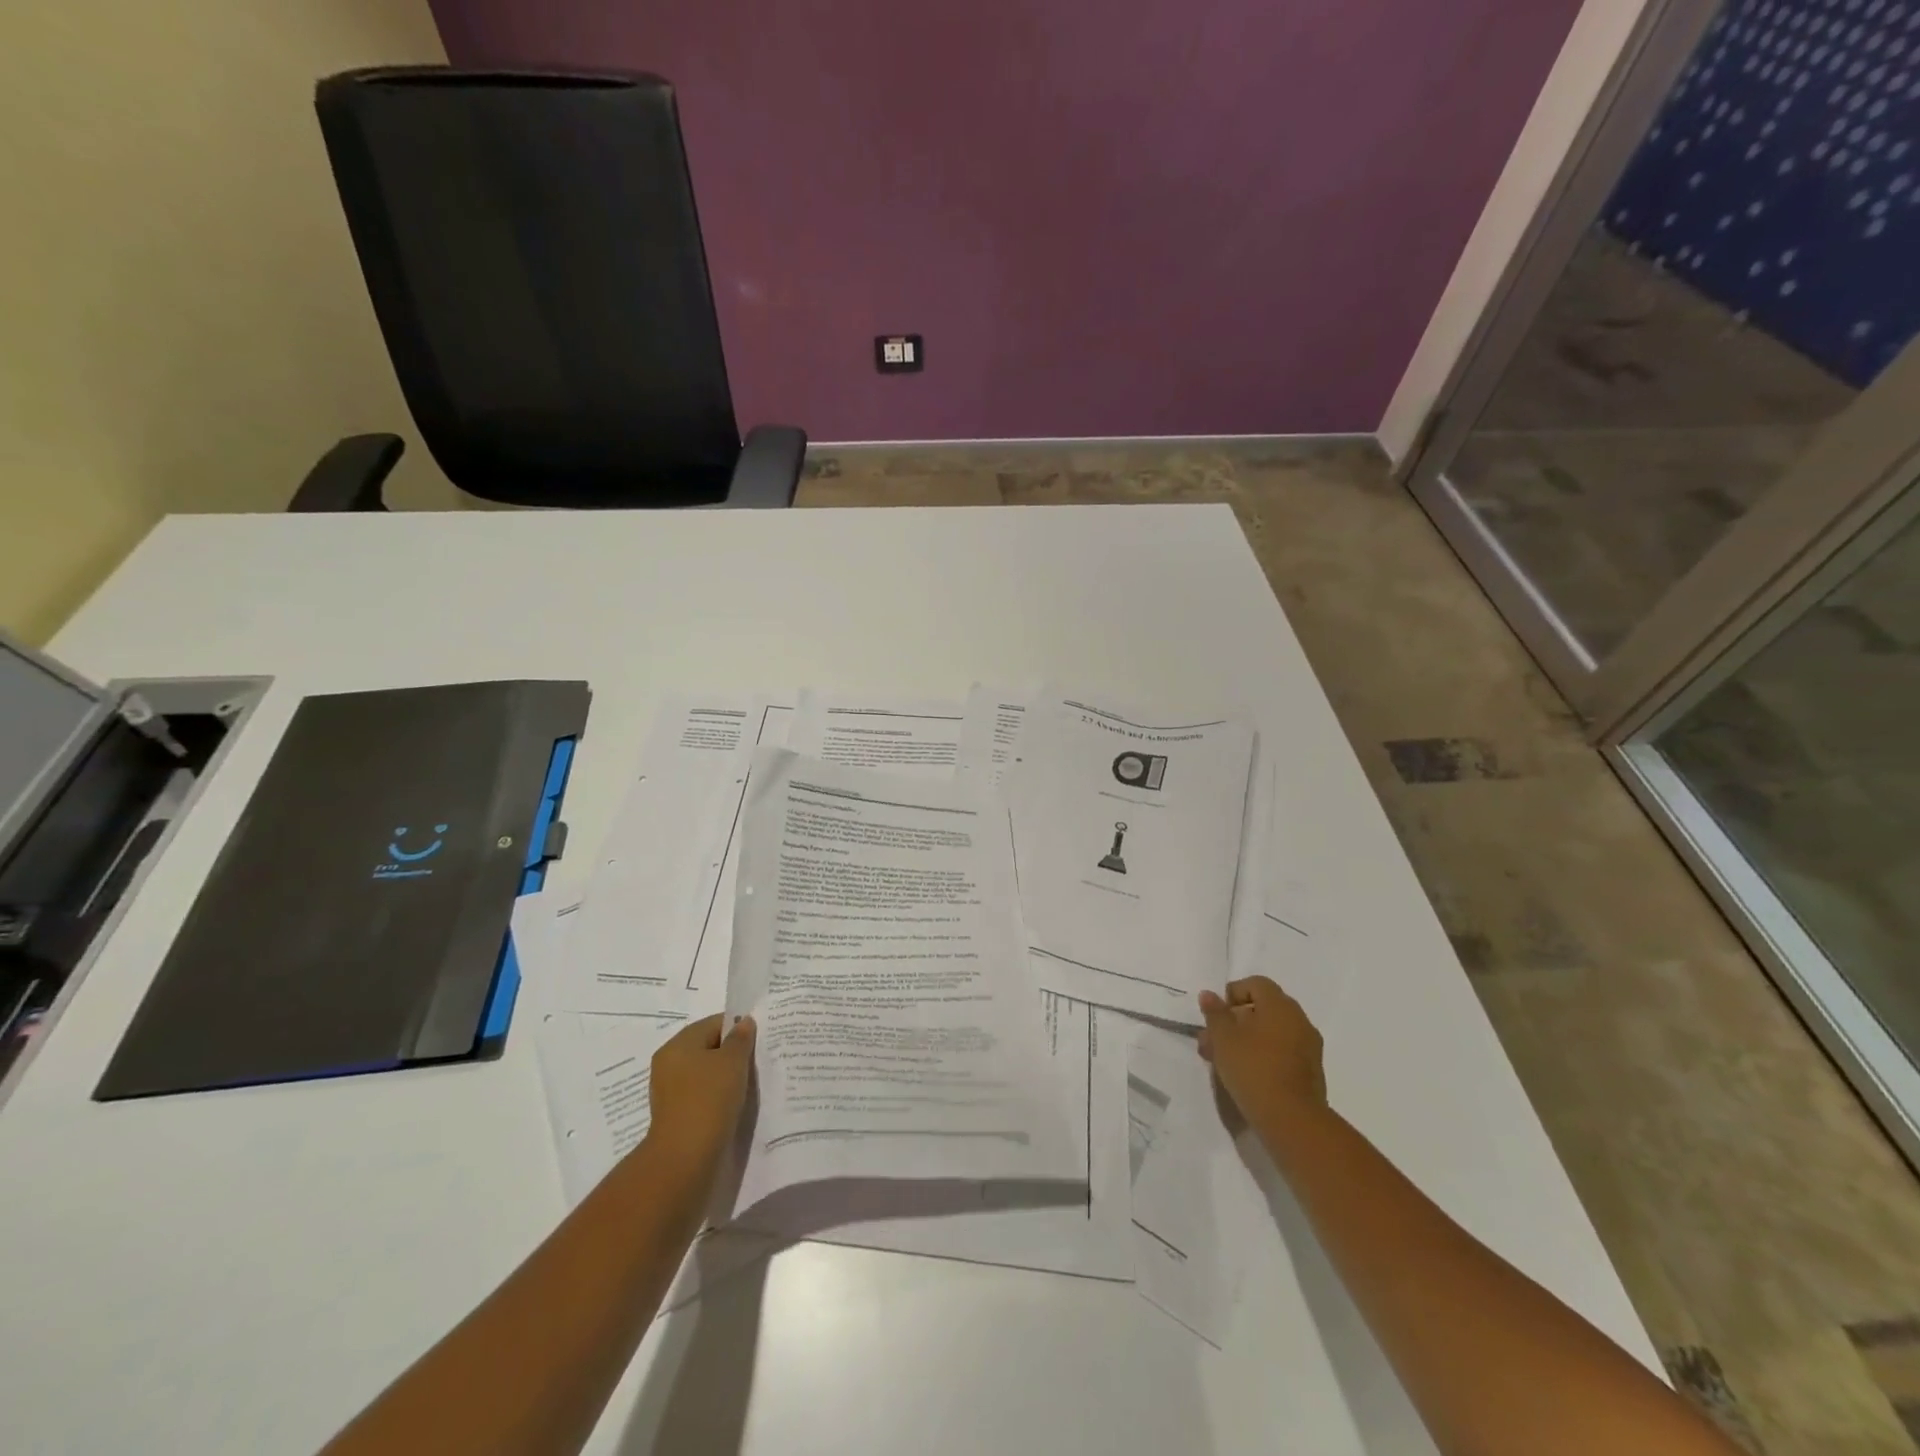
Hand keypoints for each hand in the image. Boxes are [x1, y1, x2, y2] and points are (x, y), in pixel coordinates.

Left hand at [644, 1014, 755, 1181]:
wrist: (685, 1159)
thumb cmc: (709, 1100)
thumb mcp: (732, 1062)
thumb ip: (741, 1039)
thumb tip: (744, 1023)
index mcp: (679, 1044)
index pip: (714, 1023)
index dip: (739, 1027)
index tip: (760, 1039)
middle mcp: (670, 1063)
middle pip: (709, 1047)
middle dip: (733, 1053)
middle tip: (758, 1060)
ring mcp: (671, 1091)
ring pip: (706, 1073)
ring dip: (727, 1076)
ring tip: (750, 1084)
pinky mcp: (677, 1115)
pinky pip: (703, 1095)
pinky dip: (719, 1096)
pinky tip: (736, 1104)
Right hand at [1197, 976, 1326, 1134]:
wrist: (1292, 1120)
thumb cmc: (1253, 1069)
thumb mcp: (1223, 1038)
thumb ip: (1215, 1013)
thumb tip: (1209, 995)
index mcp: (1280, 1006)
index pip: (1256, 984)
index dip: (1233, 993)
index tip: (1216, 1015)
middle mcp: (1299, 1021)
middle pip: (1262, 1009)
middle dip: (1234, 1021)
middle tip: (1211, 1040)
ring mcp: (1308, 1048)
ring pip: (1270, 1033)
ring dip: (1244, 1040)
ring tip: (1221, 1060)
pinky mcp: (1310, 1072)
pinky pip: (1281, 1052)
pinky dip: (1261, 1055)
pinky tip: (1243, 1074)